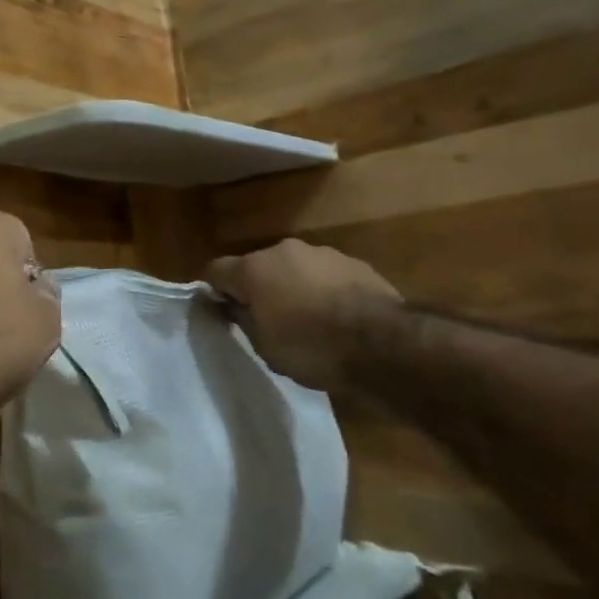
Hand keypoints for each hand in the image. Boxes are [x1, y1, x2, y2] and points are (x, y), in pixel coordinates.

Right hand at [205, 239, 399, 390]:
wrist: (384, 344)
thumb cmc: (312, 348)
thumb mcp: (265, 346)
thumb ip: (242, 319)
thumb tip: (231, 306)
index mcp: (254, 268)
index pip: (216, 270)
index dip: (213, 290)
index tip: (220, 312)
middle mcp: (284, 250)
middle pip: (258, 266)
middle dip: (259, 288)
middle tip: (267, 320)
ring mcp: (322, 253)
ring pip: (295, 269)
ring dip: (294, 288)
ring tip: (308, 321)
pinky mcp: (355, 263)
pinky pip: (326, 276)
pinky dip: (324, 291)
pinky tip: (338, 319)